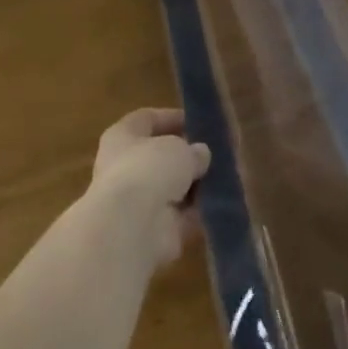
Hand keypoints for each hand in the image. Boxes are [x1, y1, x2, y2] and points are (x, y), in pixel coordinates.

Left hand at [87, 108, 209, 266]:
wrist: (131, 227)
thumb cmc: (150, 170)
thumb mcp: (180, 148)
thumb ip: (193, 149)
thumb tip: (200, 155)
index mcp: (121, 137)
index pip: (146, 119)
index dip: (171, 118)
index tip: (197, 122)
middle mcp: (123, 167)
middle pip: (158, 157)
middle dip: (185, 156)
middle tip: (214, 153)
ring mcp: (136, 201)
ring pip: (170, 188)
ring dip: (194, 186)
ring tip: (225, 177)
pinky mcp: (152, 230)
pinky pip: (180, 216)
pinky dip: (198, 212)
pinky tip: (221, 203)